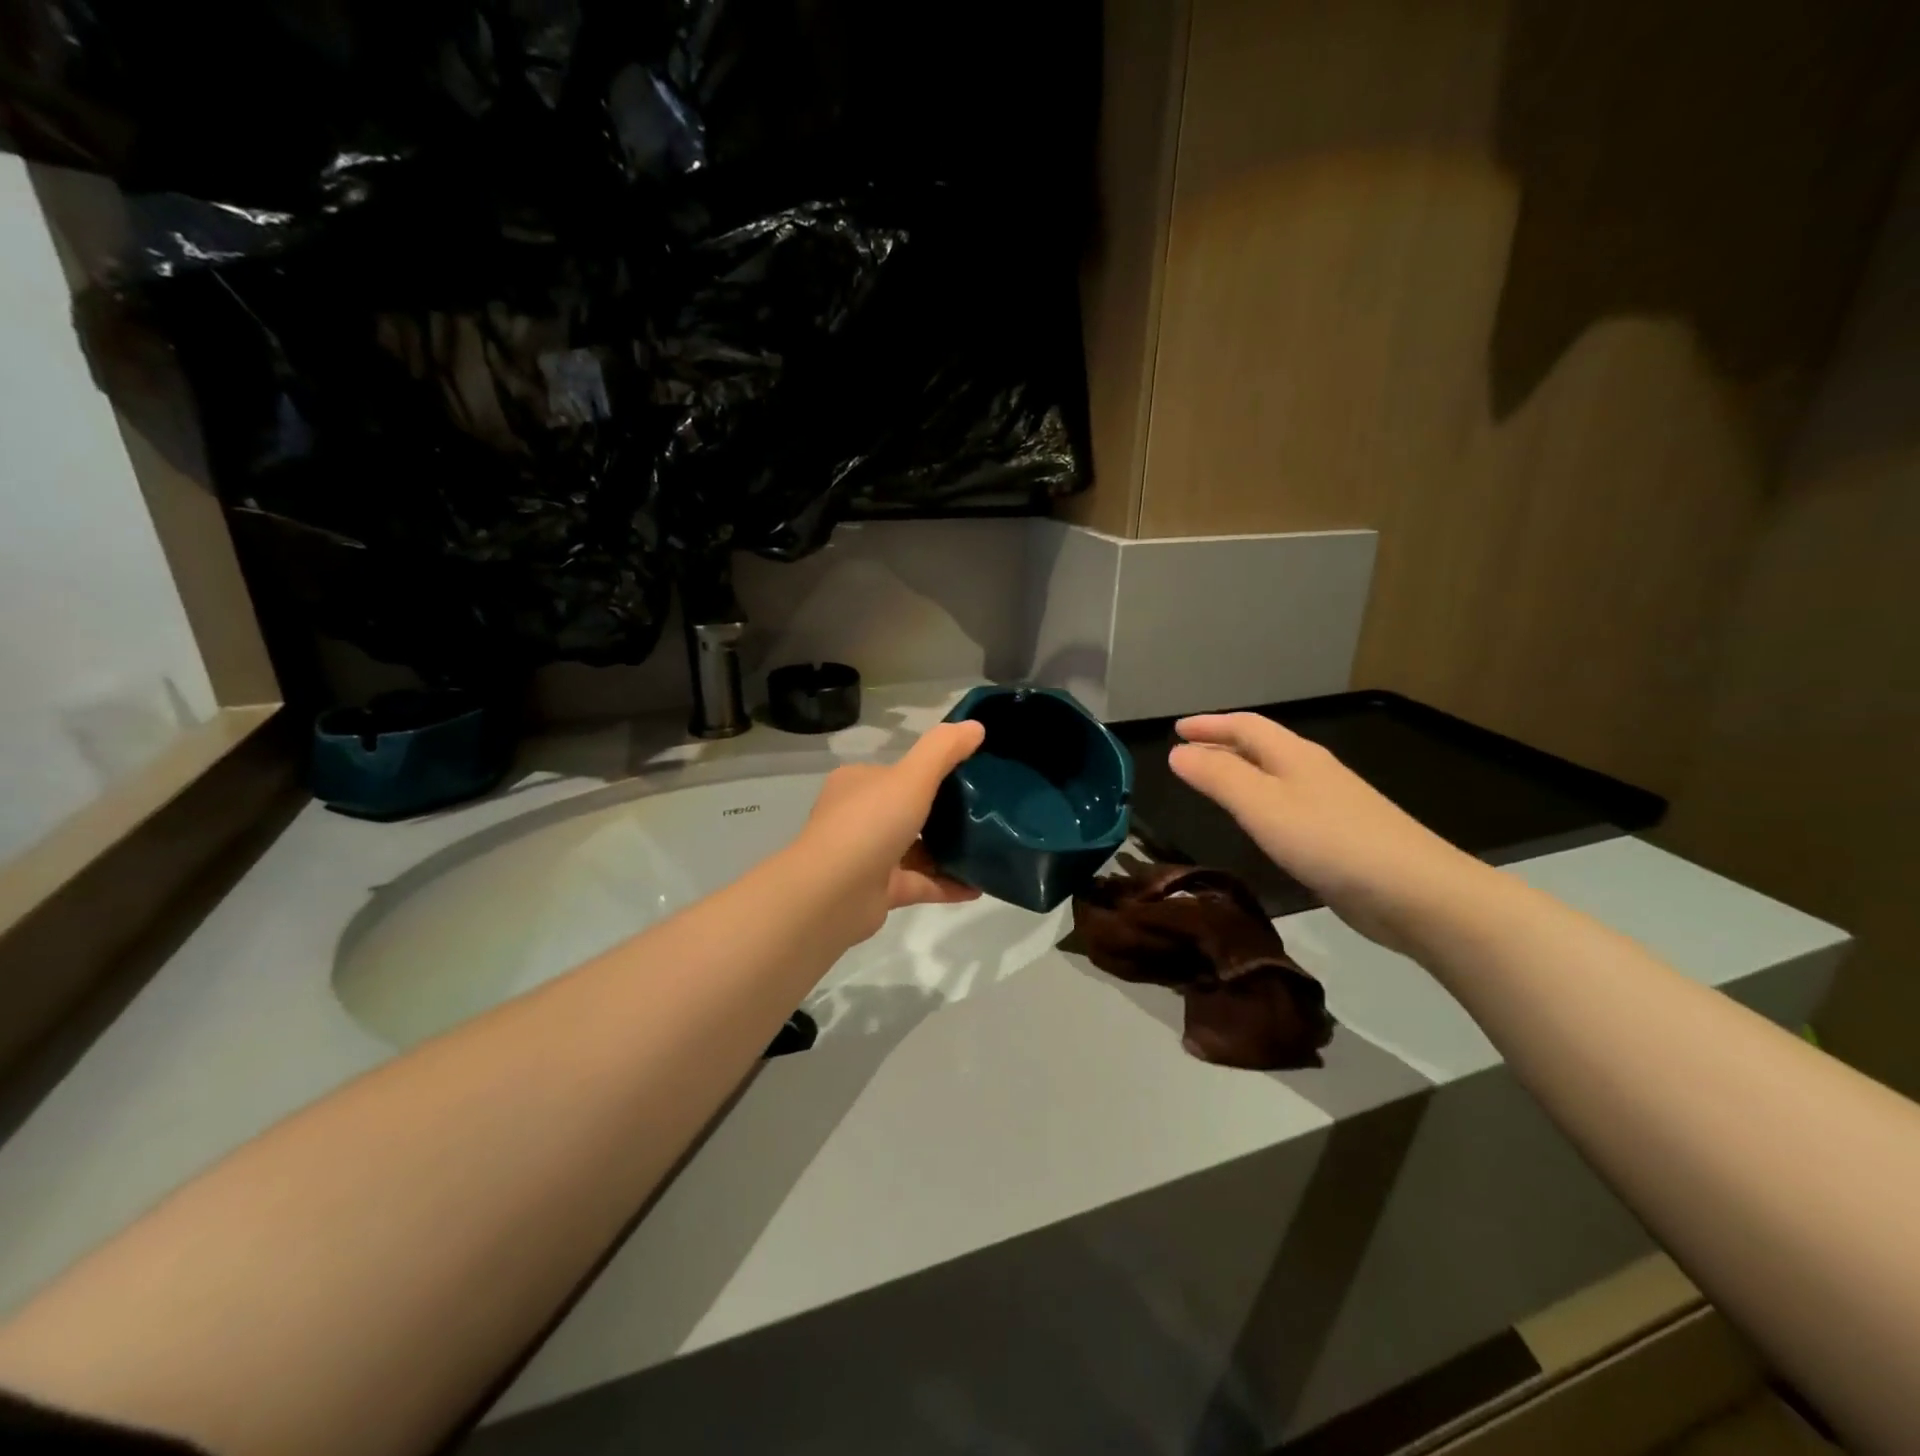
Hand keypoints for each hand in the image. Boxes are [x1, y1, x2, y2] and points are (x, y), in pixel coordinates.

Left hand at [790, 720, 986, 943]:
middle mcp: (858, 817)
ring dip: (948, 851)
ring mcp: (867, 856)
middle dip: (944, 813)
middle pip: (908, 810)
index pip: (898, 772)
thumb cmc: (869, 824)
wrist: (832, 894)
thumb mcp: (912, 776)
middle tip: (985, 813)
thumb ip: (944, 750)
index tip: (971, 775)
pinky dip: (947, 884)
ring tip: (989, 849)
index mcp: (858, 784)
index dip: (932, 772)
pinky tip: (979, 886)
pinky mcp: (878, 891)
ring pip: (915, 849)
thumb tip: (976, 726)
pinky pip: (920, 882)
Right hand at [1169, 713, 1485, 951]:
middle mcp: (1313, 771)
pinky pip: (1288, 805)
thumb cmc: (1329, 841)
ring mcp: (1331, 803)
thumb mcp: (1262, 805)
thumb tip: (1178, 752)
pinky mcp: (1341, 836)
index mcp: (1294, 756)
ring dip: (1241, 772)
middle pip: (1262, 746)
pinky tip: (1258, 824)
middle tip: (1187, 752)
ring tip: (1213, 782)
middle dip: (1223, 744)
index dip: (1210, 725)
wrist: (1415, 892)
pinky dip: (1261, 802)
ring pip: (1275, 776)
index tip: (1176, 729)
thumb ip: (1218, 777)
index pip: (1245, 726)